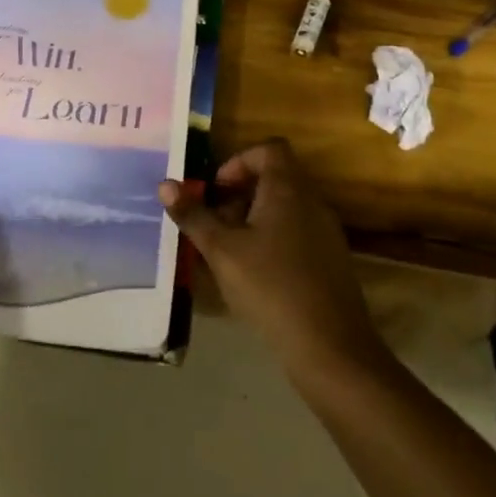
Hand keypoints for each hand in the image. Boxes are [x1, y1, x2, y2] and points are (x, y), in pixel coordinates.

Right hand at [158, 140, 385, 382]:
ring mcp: (326, 232)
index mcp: (288, 189)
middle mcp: (312, 202)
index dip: (238, 161)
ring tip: (228, 251)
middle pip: (275, 178)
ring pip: (285, 208)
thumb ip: (194, 216)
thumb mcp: (222, 251)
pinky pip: (297, 233)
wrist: (330, 347)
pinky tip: (253, 275)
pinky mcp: (331, 260)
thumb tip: (165, 185)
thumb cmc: (271, 287)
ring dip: (253, 219)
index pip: (269, 149)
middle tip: (213, 224)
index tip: (215, 190)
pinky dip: (272, 240)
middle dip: (239, 195)